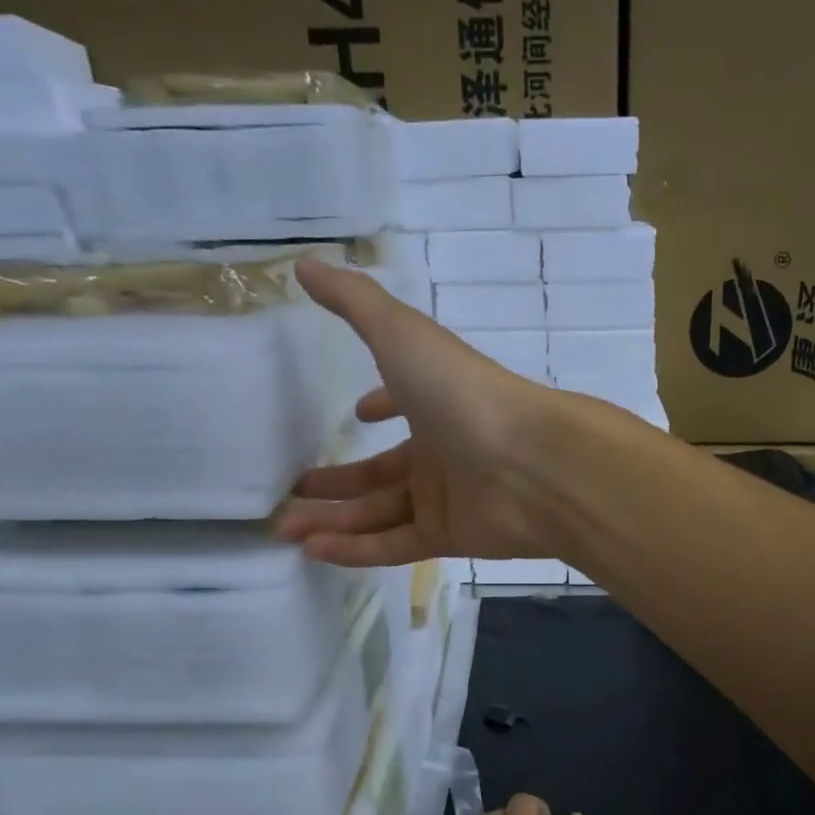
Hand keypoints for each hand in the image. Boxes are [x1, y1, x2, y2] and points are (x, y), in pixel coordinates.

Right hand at [279, 260, 567, 565]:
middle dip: (338, 481)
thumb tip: (305, 264)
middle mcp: (442, 450)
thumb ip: (354, 302)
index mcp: (436, 402)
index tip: (355, 414)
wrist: (530, 462)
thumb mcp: (402, 335)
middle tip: (291, 491)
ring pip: (380, 513)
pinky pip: (394, 546)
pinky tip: (314, 550)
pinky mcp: (450, 537)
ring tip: (284, 529)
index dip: (381, 405)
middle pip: (381, 471)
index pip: (403, 403)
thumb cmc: (463, 392)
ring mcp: (448, 497)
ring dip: (335, 520)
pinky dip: (355, 550)